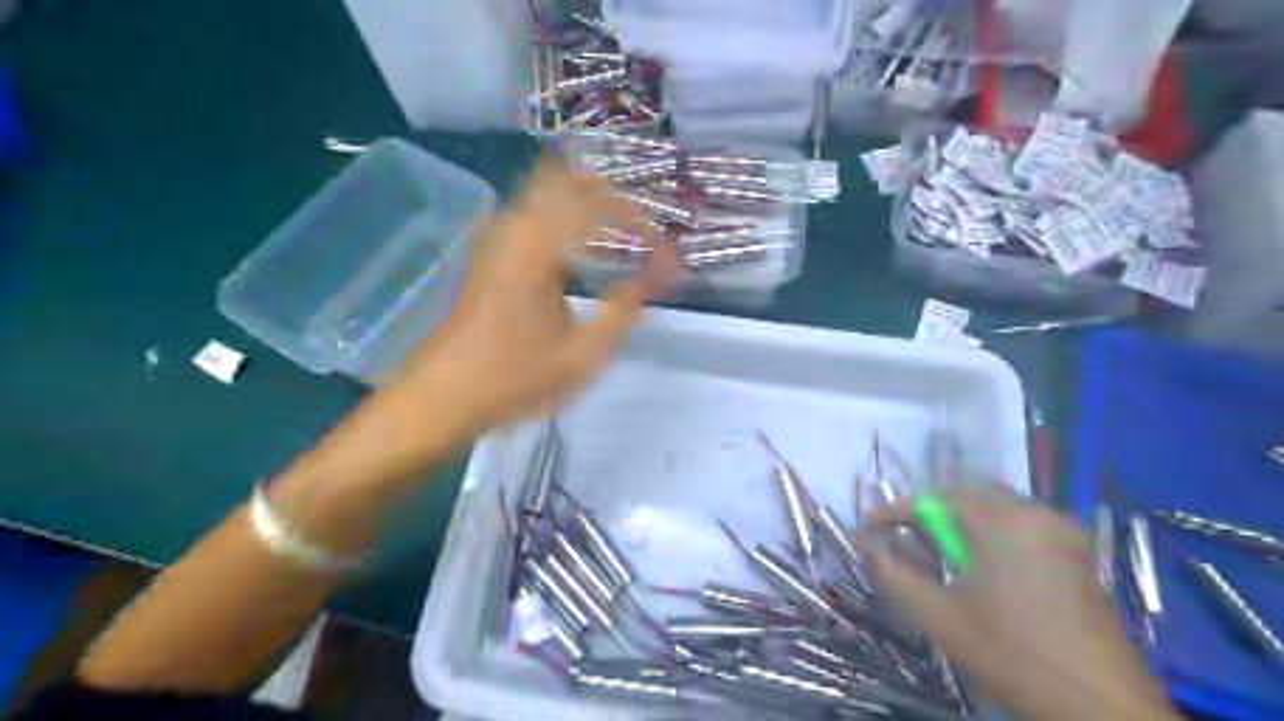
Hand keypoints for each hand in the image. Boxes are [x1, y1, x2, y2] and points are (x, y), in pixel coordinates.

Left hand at [379, 156, 671, 444]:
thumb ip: (627, 307)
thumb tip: (665, 272)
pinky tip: (580, 237)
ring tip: (620, 222)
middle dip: (610, 193)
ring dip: (586, 198)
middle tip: (643, 219)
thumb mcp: (583, 352)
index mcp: (538, 246)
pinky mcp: (490, 250)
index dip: (636, 216)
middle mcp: (515, 227)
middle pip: (567, 179)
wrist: (445, 394)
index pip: (597, 203)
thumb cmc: (515, 376)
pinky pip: (533, 210)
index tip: (662, 244)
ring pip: (546, 190)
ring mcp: (497, 235)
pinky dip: (563, 212)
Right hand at [862, 492, 1172, 720]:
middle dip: (931, 510)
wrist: (1104, 707)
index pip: (934, 501)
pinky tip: (983, 562)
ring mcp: (1062, 530)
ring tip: (941, 551)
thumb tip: (864, 542)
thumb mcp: (942, 618)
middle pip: (967, 493)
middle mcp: (1034, 513)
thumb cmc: (1015, 656)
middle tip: (906, 536)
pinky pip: (1022, 520)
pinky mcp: (1078, 550)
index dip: (896, 511)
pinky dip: (992, 529)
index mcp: (1001, 524)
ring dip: (962, 518)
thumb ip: (895, 574)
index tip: (869, 524)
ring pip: (996, 504)